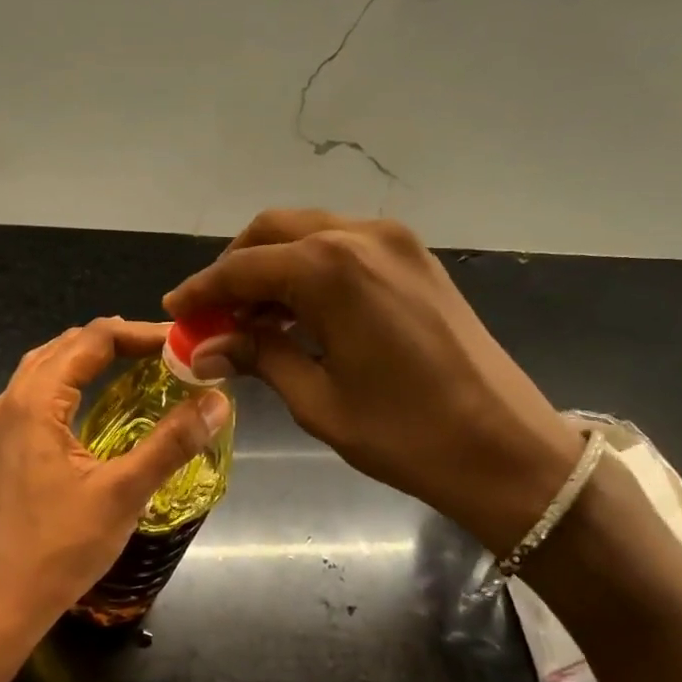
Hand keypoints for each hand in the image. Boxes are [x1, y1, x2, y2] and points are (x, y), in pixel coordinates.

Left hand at [0, 318, 231, 638]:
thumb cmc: (58, 547)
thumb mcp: (123, 493)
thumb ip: (170, 443)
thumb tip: (217, 400)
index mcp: (36, 401)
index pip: (92, 340)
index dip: (140, 334)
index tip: (181, 344)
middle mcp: (12, 401)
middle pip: (67, 345)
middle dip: (117, 341)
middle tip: (166, 354)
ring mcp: (3, 424)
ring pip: (48, 367)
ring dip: (91, 358)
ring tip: (136, 365)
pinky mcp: (4, 446)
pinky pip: (39, 392)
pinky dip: (73, 381)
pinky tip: (97, 402)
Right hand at [164, 210, 580, 552]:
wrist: (508, 449)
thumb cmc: (405, 434)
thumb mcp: (317, 399)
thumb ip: (258, 357)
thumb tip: (202, 347)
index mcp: (331, 268)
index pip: (243, 268)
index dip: (202, 290)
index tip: (174, 310)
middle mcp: (360, 236)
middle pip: (273, 231)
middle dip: (235, 268)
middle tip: (212, 314)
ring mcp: (394, 242)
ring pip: (308, 233)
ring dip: (272, 268)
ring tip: (250, 320)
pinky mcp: (415, 258)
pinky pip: (343, 247)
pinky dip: (309, 270)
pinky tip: (297, 313)